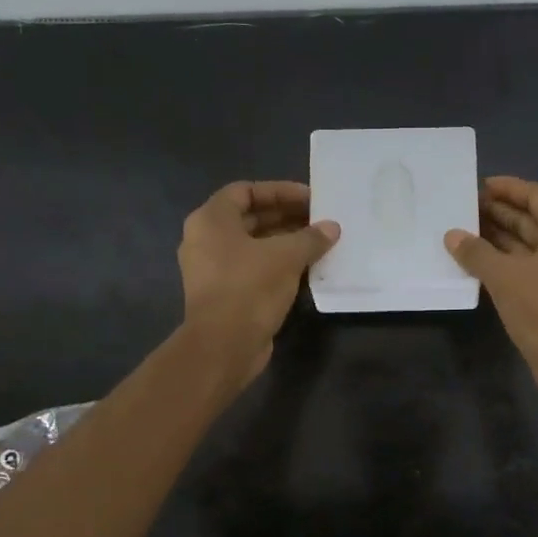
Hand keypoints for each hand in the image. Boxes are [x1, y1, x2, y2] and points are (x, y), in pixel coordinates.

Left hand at [178, 181, 338, 384]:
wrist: (224, 345)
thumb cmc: (249, 288)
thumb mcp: (286, 256)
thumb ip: (310, 238)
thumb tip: (332, 228)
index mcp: (211, 220)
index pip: (246, 191)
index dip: (280, 191)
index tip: (311, 199)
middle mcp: (206, 240)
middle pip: (250, 218)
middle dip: (286, 217)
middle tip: (320, 220)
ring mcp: (213, 269)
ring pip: (254, 246)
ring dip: (285, 242)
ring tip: (319, 243)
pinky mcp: (224, 294)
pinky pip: (253, 269)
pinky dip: (277, 265)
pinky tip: (307, 269)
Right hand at [445, 176, 537, 418]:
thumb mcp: (504, 276)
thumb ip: (476, 252)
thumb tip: (452, 235)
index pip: (537, 195)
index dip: (509, 188)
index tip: (479, 185)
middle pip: (533, 219)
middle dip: (499, 213)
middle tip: (463, 208)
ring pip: (528, 245)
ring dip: (499, 238)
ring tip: (463, 232)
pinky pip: (527, 268)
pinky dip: (504, 262)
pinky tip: (477, 264)